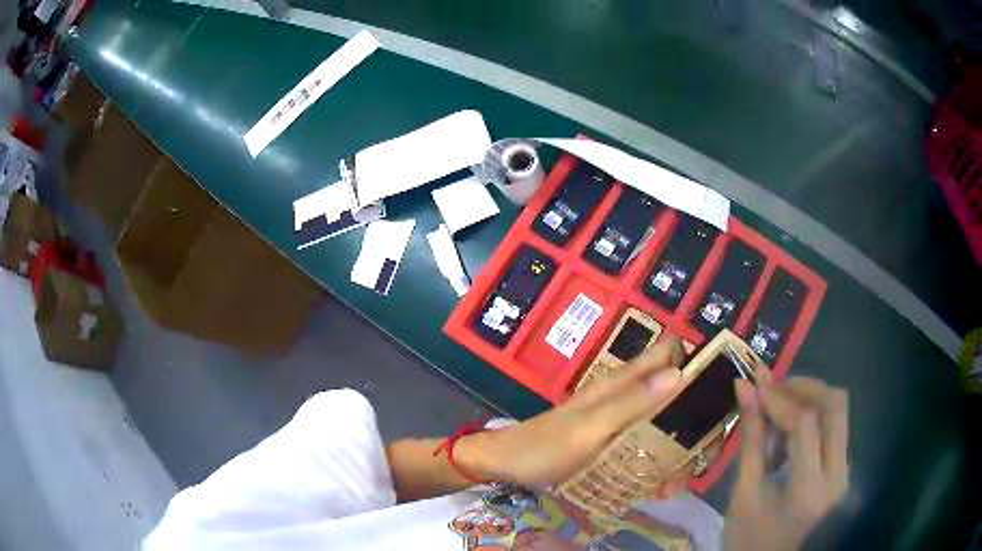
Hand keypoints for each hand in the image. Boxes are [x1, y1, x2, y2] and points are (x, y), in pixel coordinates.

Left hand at [460, 336, 686, 491]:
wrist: (509, 464)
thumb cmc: (547, 445)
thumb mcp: (591, 427)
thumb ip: (633, 402)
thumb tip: (679, 373)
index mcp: (622, 382)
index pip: (668, 354)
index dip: (695, 364)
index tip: (717, 394)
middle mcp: (627, 396)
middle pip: (674, 394)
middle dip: (692, 422)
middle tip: (699, 458)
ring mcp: (620, 420)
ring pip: (663, 424)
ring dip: (675, 452)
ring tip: (673, 485)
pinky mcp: (613, 441)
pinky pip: (644, 445)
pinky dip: (655, 464)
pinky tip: (655, 489)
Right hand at [724, 373, 849, 550]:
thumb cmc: (750, 542)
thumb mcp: (744, 496)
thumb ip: (750, 441)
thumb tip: (744, 389)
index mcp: (809, 489)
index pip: (805, 424)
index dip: (779, 397)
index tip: (754, 383)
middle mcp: (838, 474)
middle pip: (835, 405)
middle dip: (803, 387)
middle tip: (773, 388)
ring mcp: (845, 471)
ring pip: (838, 412)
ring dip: (809, 400)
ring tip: (777, 411)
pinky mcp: (842, 470)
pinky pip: (834, 428)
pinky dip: (812, 418)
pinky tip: (788, 433)